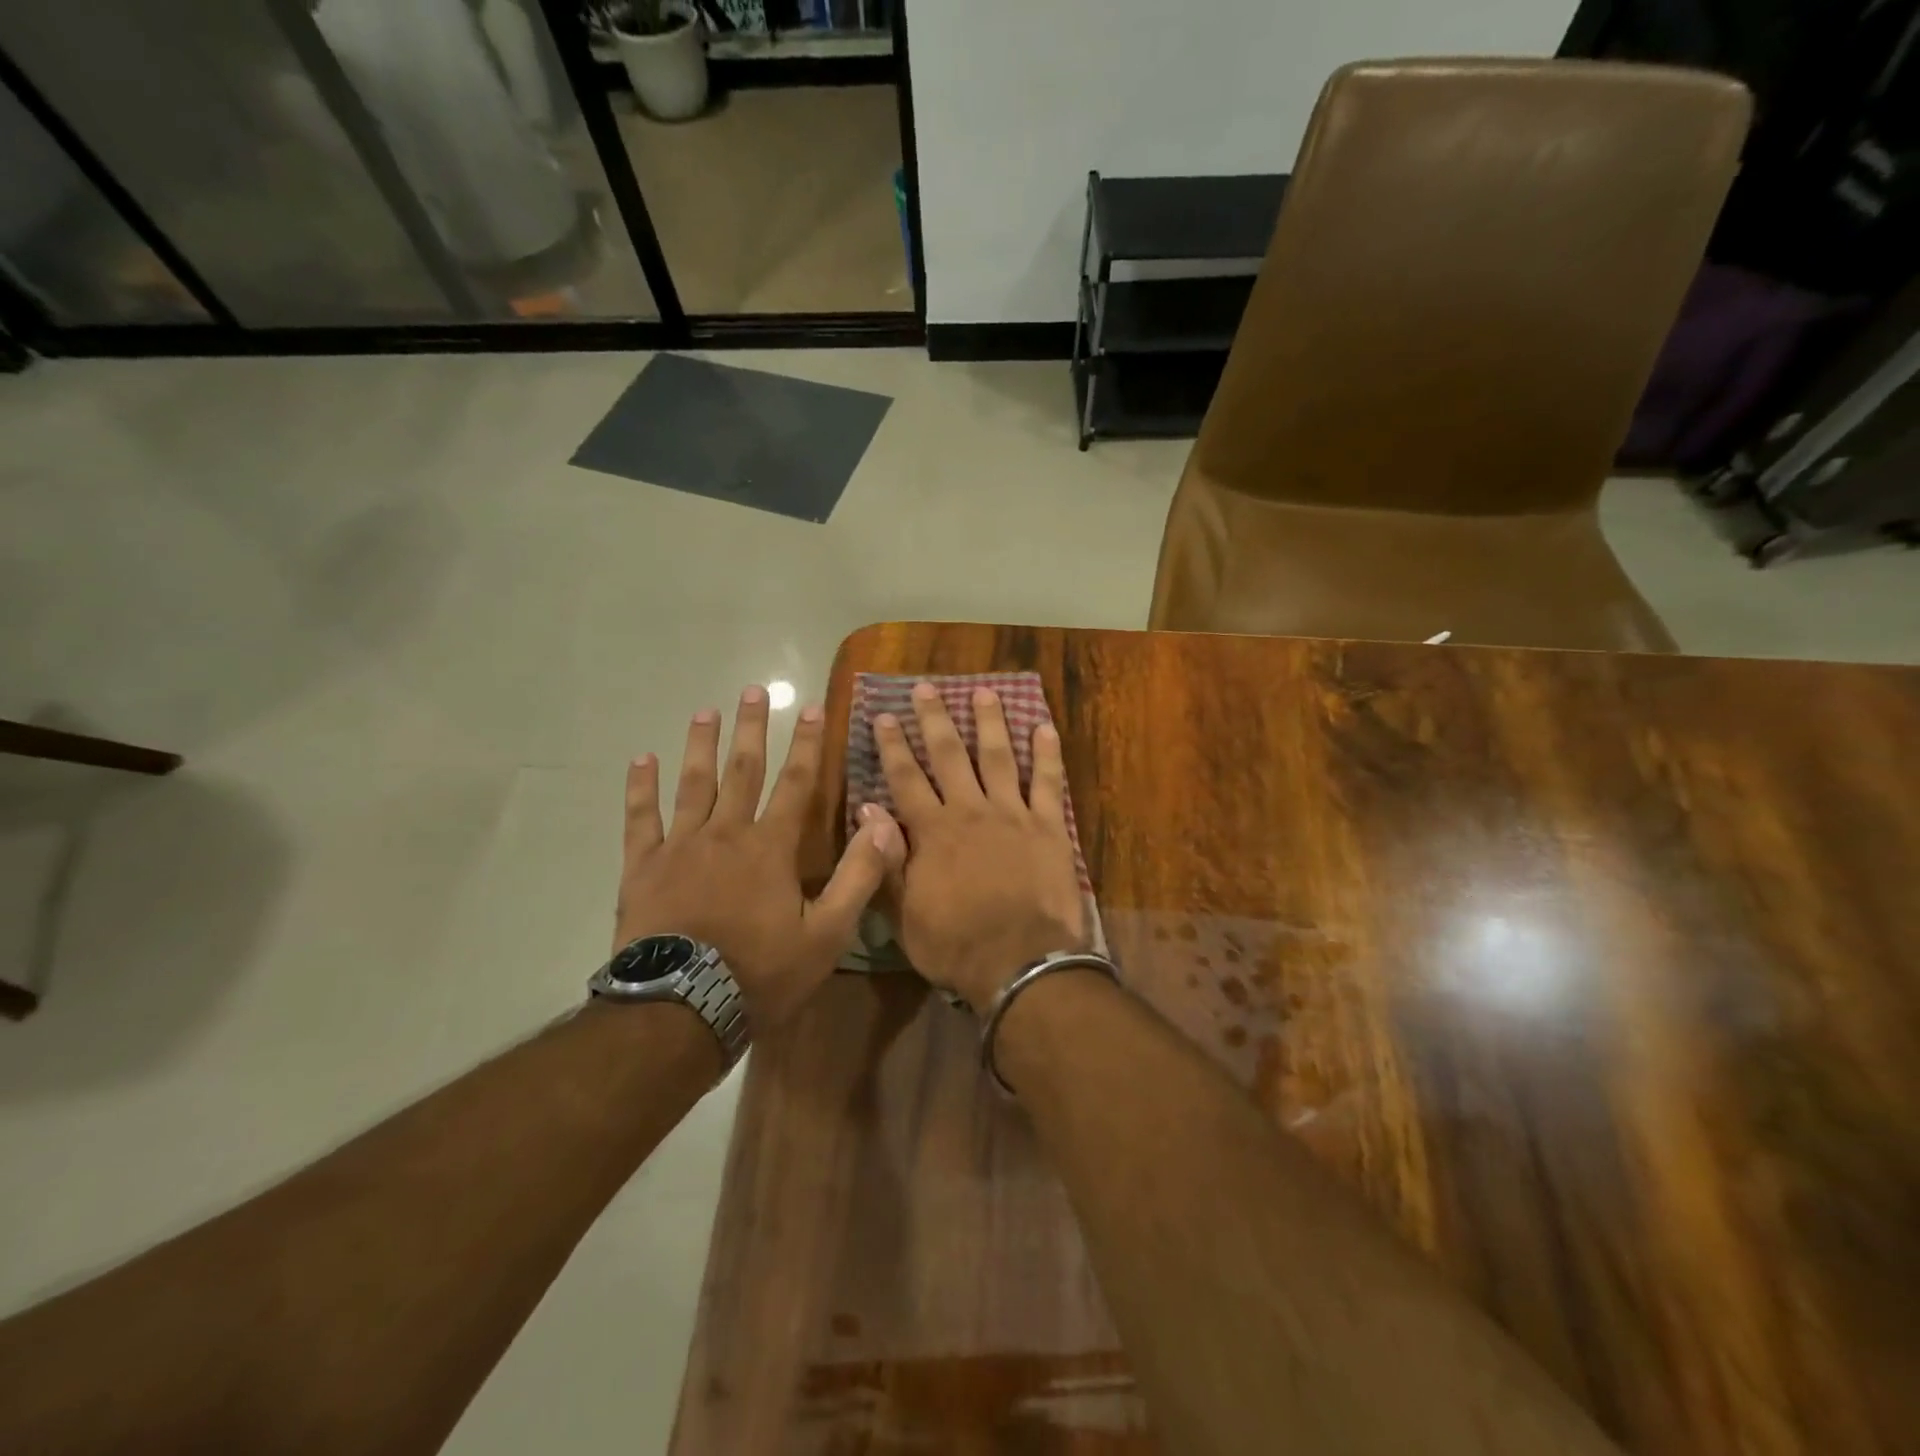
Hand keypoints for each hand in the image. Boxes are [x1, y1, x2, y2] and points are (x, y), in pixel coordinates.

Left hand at [616, 686, 904, 1029]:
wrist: (682, 1008)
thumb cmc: (761, 972)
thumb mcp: (827, 933)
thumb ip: (858, 876)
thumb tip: (882, 823)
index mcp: (771, 847)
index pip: (796, 783)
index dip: (807, 744)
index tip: (812, 708)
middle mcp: (727, 833)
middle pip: (742, 770)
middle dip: (752, 729)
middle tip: (754, 690)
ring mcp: (681, 846)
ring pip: (693, 784)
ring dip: (701, 745)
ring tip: (705, 711)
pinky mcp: (644, 867)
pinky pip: (641, 818)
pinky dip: (641, 788)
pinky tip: (642, 760)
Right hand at [872, 683, 1087, 1010]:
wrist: (1019, 962)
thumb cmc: (955, 944)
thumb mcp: (904, 912)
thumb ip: (887, 859)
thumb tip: (868, 809)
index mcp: (932, 831)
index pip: (906, 778)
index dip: (894, 745)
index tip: (885, 715)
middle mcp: (970, 811)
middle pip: (949, 755)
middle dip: (935, 719)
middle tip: (926, 688)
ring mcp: (1012, 814)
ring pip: (998, 757)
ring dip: (990, 722)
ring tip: (985, 691)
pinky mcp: (1049, 827)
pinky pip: (1049, 783)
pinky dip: (1047, 754)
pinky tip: (1044, 727)